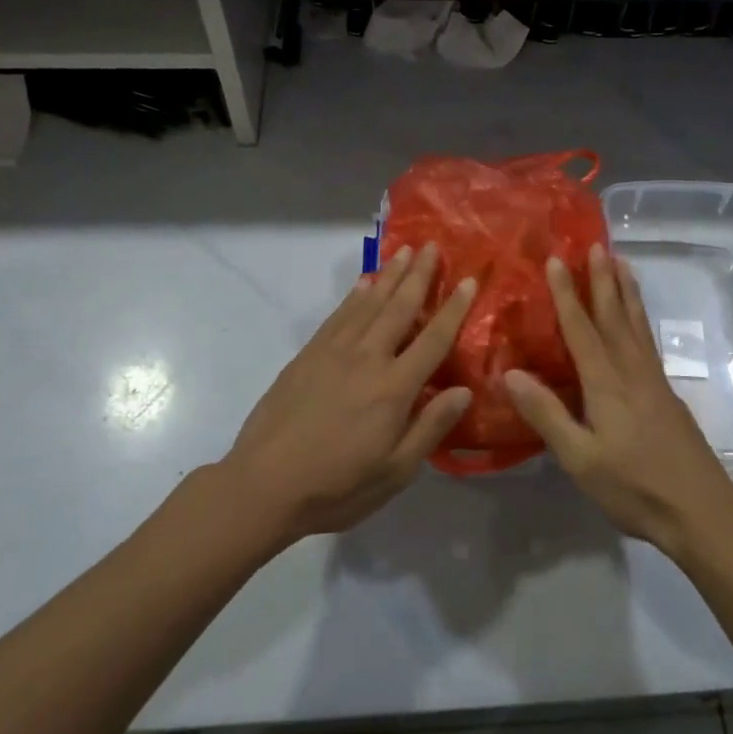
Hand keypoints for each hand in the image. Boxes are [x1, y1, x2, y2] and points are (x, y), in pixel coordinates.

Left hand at [223, 243, 476, 546]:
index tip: (468, 280)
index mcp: (394, 388)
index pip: (433, 339)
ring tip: (403, 252)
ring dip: (388, 275)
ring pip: (368, 304)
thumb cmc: (337, 486)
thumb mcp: (395, 472)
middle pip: (399, 308)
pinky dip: (354, 295)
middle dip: (418, 275)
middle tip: (431, 246)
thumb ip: (430, 427)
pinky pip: (338, 315)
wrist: (264, 485)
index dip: (453, 308)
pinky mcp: (308, 355)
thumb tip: (464, 390)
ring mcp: (333, 353)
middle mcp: (367, 359)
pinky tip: (363, 283)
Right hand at [505, 245, 732, 557]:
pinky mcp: (666, 395)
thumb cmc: (634, 487)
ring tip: (622, 263)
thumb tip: (511, 372)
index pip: (582, 328)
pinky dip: (640, 317)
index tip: (555, 260)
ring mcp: (653, 382)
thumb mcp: (580, 458)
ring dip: (626, 292)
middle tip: (596, 245)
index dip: (566, 294)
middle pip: (615, 316)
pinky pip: (647, 341)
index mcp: (607, 383)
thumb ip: (547, 414)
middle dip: (602, 280)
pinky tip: (638, 320)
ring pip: (637, 324)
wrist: (701, 511)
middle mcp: (632, 372)